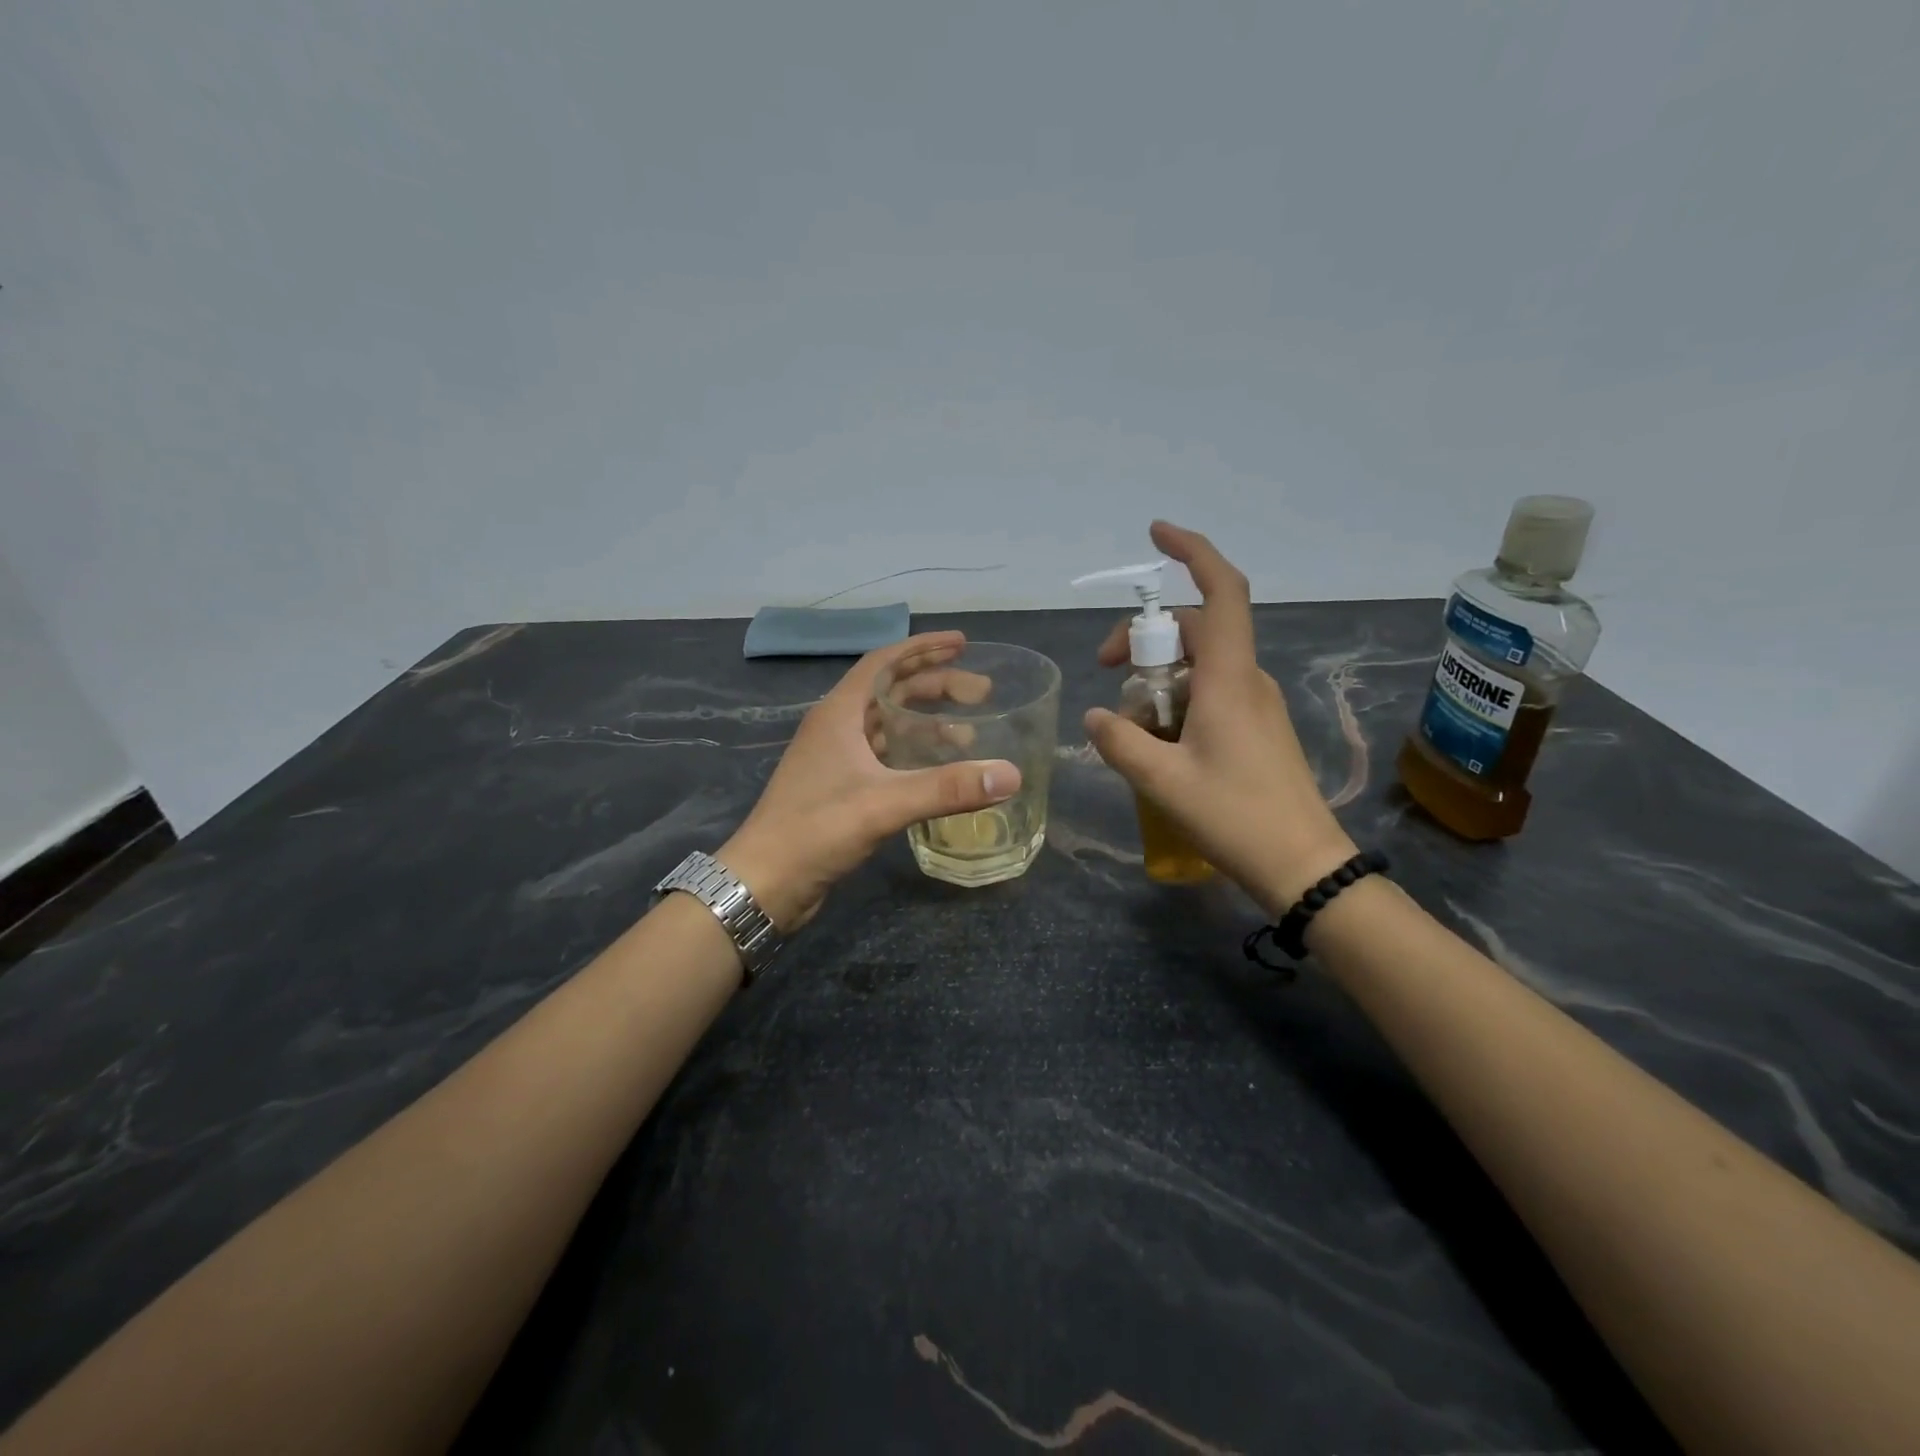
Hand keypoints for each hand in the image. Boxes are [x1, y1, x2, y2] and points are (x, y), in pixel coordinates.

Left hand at [719, 633, 1020, 930]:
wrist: (766, 881)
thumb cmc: (816, 829)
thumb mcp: (885, 803)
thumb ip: (948, 788)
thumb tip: (1010, 775)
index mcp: (839, 713)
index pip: (884, 662)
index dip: (923, 648)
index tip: (962, 644)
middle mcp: (837, 727)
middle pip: (891, 691)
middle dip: (936, 686)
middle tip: (982, 692)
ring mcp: (837, 758)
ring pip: (889, 725)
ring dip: (927, 721)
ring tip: (971, 731)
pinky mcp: (841, 788)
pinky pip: (885, 756)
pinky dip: (914, 753)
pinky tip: (939, 768)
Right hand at [1085, 521, 1355, 914]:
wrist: (1303, 865)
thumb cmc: (1234, 816)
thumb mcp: (1161, 780)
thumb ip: (1119, 741)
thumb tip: (1095, 716)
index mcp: (1228, 678)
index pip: (1219, 592)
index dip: (1192, 552)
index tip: (1156, 535)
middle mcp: (1246, 679)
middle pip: (1194, 629)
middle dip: (1144, 637)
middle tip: (1105, 671)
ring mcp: (1256, 703)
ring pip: (1199, 664)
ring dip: (1157, 678)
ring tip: (1130, 725)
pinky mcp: (1257, 727)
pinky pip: (1210, 693)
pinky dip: (1176, 701)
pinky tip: (1158, 743)